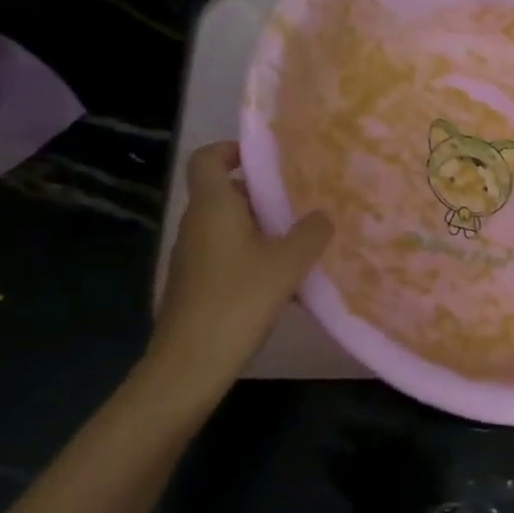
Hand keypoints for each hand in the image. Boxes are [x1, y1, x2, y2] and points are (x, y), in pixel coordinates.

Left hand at [146, 142, 332, 399]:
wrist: (191, 362)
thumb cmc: (238, 300)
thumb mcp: (287, 264)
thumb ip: (311, 233)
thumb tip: (322, 215)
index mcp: (213, 207)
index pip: (207, 158)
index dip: (232, 150)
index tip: (267, 159)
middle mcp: (196, 224)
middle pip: (224, 192)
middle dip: (261, 193)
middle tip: (300, 201)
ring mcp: (192, 256)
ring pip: (228, 226)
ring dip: (260, 227)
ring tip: (299, 239)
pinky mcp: (196, 283)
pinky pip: (226, 254)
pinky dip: (252, 255)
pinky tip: (282, 279)